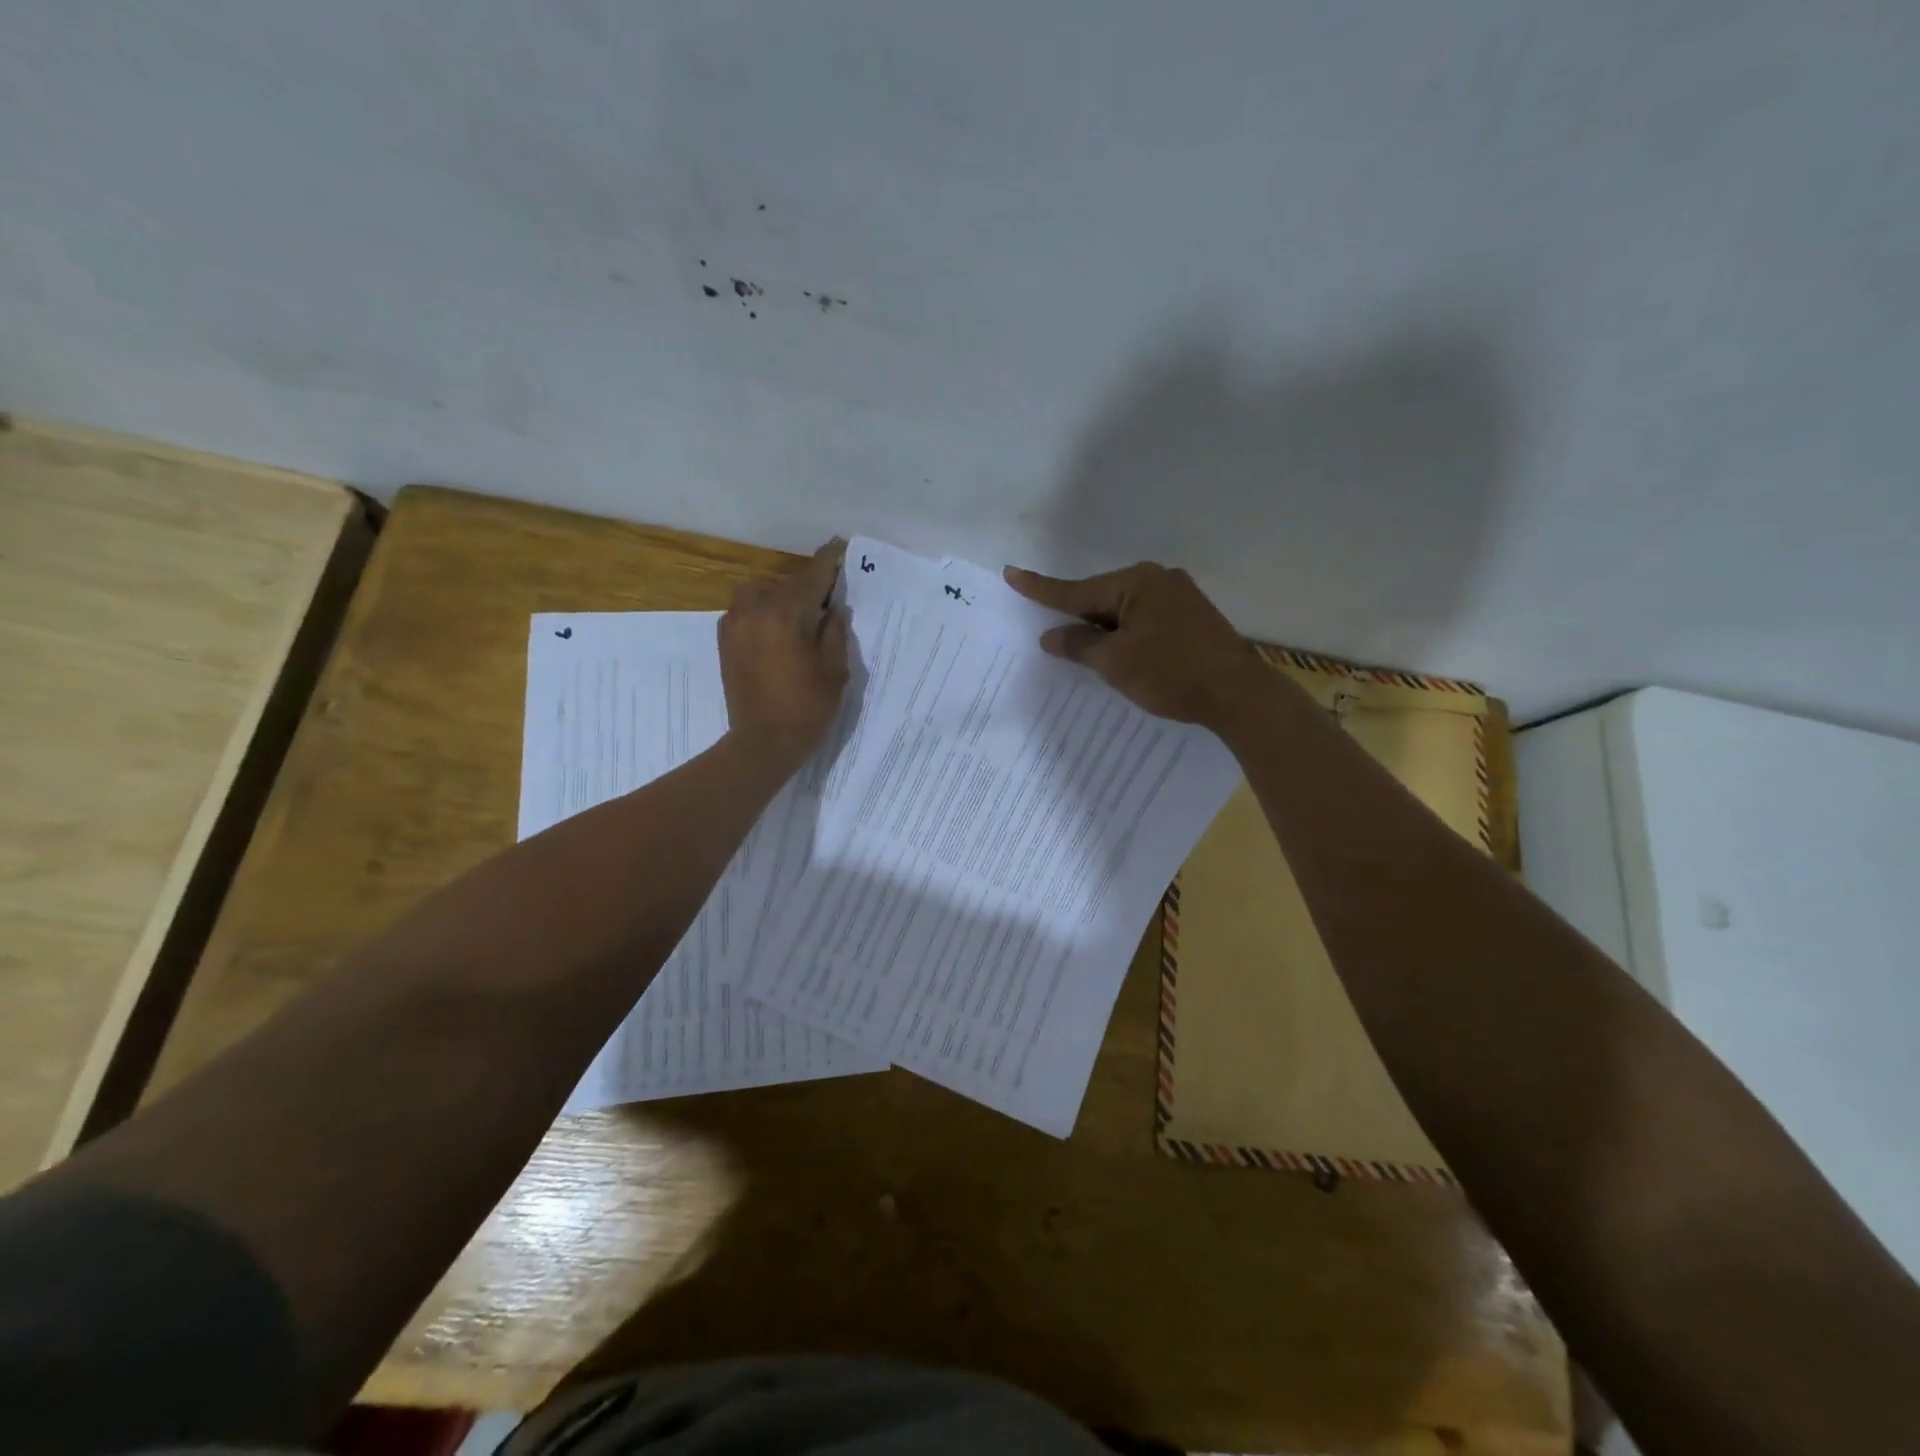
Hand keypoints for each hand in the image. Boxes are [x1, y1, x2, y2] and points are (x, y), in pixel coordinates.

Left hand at [719, 539, 849, 770]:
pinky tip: (776, 630)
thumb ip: (834, 632)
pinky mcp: (725, 642)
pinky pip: (743, 611)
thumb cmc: (807, 708)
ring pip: (757, 592)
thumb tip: (833, 609)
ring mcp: (734, 626)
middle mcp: (754, 611)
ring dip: (778, 595)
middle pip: (782, 583)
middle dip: (803, 585)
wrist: (762, 743)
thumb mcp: (834, 670)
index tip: (839, 545)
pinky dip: (761, 611)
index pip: (810, 577)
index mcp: (784, 615)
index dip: (827, 561)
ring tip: (797, 614)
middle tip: (824, 598)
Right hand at [1002, 561, 1266, 728]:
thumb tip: (1052, 636)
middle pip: (1102, 598)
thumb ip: (1079, 646)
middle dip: (1077, 616)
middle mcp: (1158, 580)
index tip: (1011, 573)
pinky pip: (1144, 620)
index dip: (1041, 589)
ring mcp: (1179, 596)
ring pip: (1124, 611)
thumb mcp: (1115, 663)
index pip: (1077, 590)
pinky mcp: (1192, 617)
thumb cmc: (1171, 674)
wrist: (1239, 695)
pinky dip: (1126, 635)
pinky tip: (1120, 652)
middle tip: (1049, 632)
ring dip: (1103, 630)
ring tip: (1084, 650)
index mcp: (1136, 583)